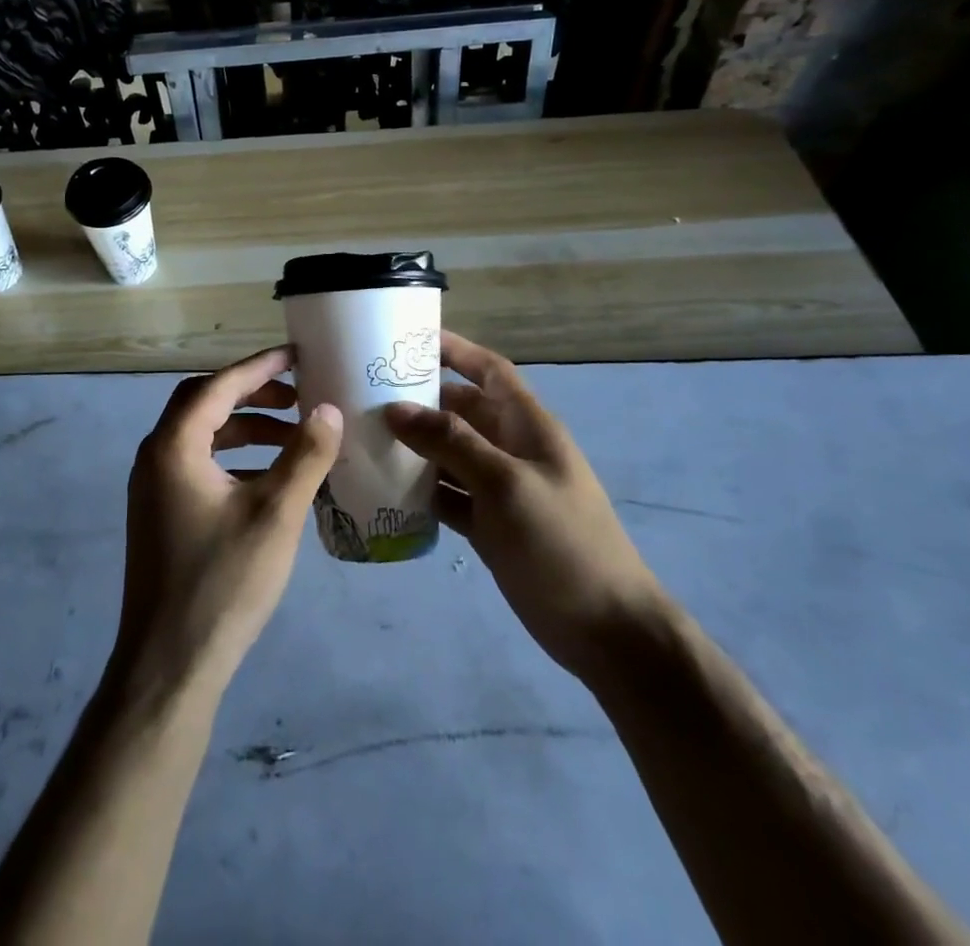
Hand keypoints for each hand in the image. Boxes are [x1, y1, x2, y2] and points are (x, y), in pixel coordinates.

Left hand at [111, 347, 342, 702]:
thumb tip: (328, 409)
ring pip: (202, 436)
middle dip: (252, 394)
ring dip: (245, 428)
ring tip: (293, 437)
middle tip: (297, 396)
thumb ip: (304, 456)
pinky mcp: (160, 513)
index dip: (260, 366)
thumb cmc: (223, 582)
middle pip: (204, 403)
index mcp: (174, 446)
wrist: (169, 664)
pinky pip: (198, 464)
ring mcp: (154, 487)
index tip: (297, 355)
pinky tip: (271, 478)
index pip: (219, 386)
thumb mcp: (275, 515)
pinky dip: (234, 458)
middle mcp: (155, 457)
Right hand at [384, 330, 660, 678]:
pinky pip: (448, 494)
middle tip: (367, 392)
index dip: (455, 350)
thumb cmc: (562, 542)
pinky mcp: (488, 524)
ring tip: (365, 435)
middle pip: (462, 411)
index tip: (408, 339)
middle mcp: (511, 449)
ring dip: (415, 445)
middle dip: (422, 399)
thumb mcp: (506, 483)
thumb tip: (396, 409)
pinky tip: (385, 488)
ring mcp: (499, 488)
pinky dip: (421, 490)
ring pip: (450, 453)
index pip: (489, 371)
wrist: (604, 630)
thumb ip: (452, 443)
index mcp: (528, 426)